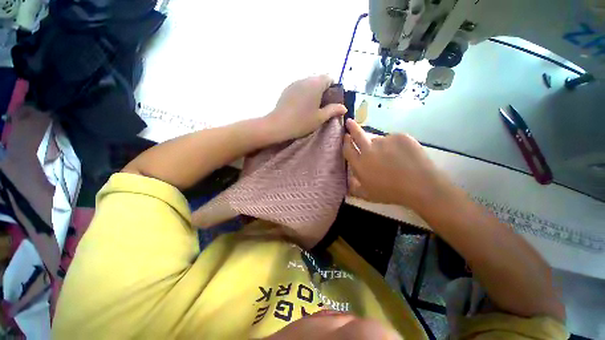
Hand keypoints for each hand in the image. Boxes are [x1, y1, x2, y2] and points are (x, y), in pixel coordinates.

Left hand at [267, 75, 346, 141]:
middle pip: (319, 80)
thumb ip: (333, 110)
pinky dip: (304, 94)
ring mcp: (294, 83)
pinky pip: (300, 88)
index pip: (329, 78)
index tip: (331, 102)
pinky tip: (301, 107)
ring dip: (313, 92)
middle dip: (323, 91)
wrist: (278, 125)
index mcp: (316, 84)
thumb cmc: (302, 122)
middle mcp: (305, 79)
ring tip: (311, 108)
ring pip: (309, 84)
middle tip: (322, 106)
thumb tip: (344, 107)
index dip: (333, 89)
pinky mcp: (287, 89)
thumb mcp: (320, 118)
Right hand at [342, 119, 453, 211]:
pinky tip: (402, 155)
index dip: (345, 142)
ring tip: (390, 156)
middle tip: (349, 122)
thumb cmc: (390, 192)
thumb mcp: (368, 195)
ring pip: (377, 139)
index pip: (348, 149)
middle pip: (358, 135)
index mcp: (359, 164)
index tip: (346, 136)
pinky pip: (393, 139)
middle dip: (352, 127)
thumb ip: (354, 189)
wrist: (419, 185)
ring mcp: (384, 141)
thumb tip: (348, 182)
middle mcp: (368, 150)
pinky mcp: (400, 137)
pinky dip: (395, 145)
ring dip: (379, 144)